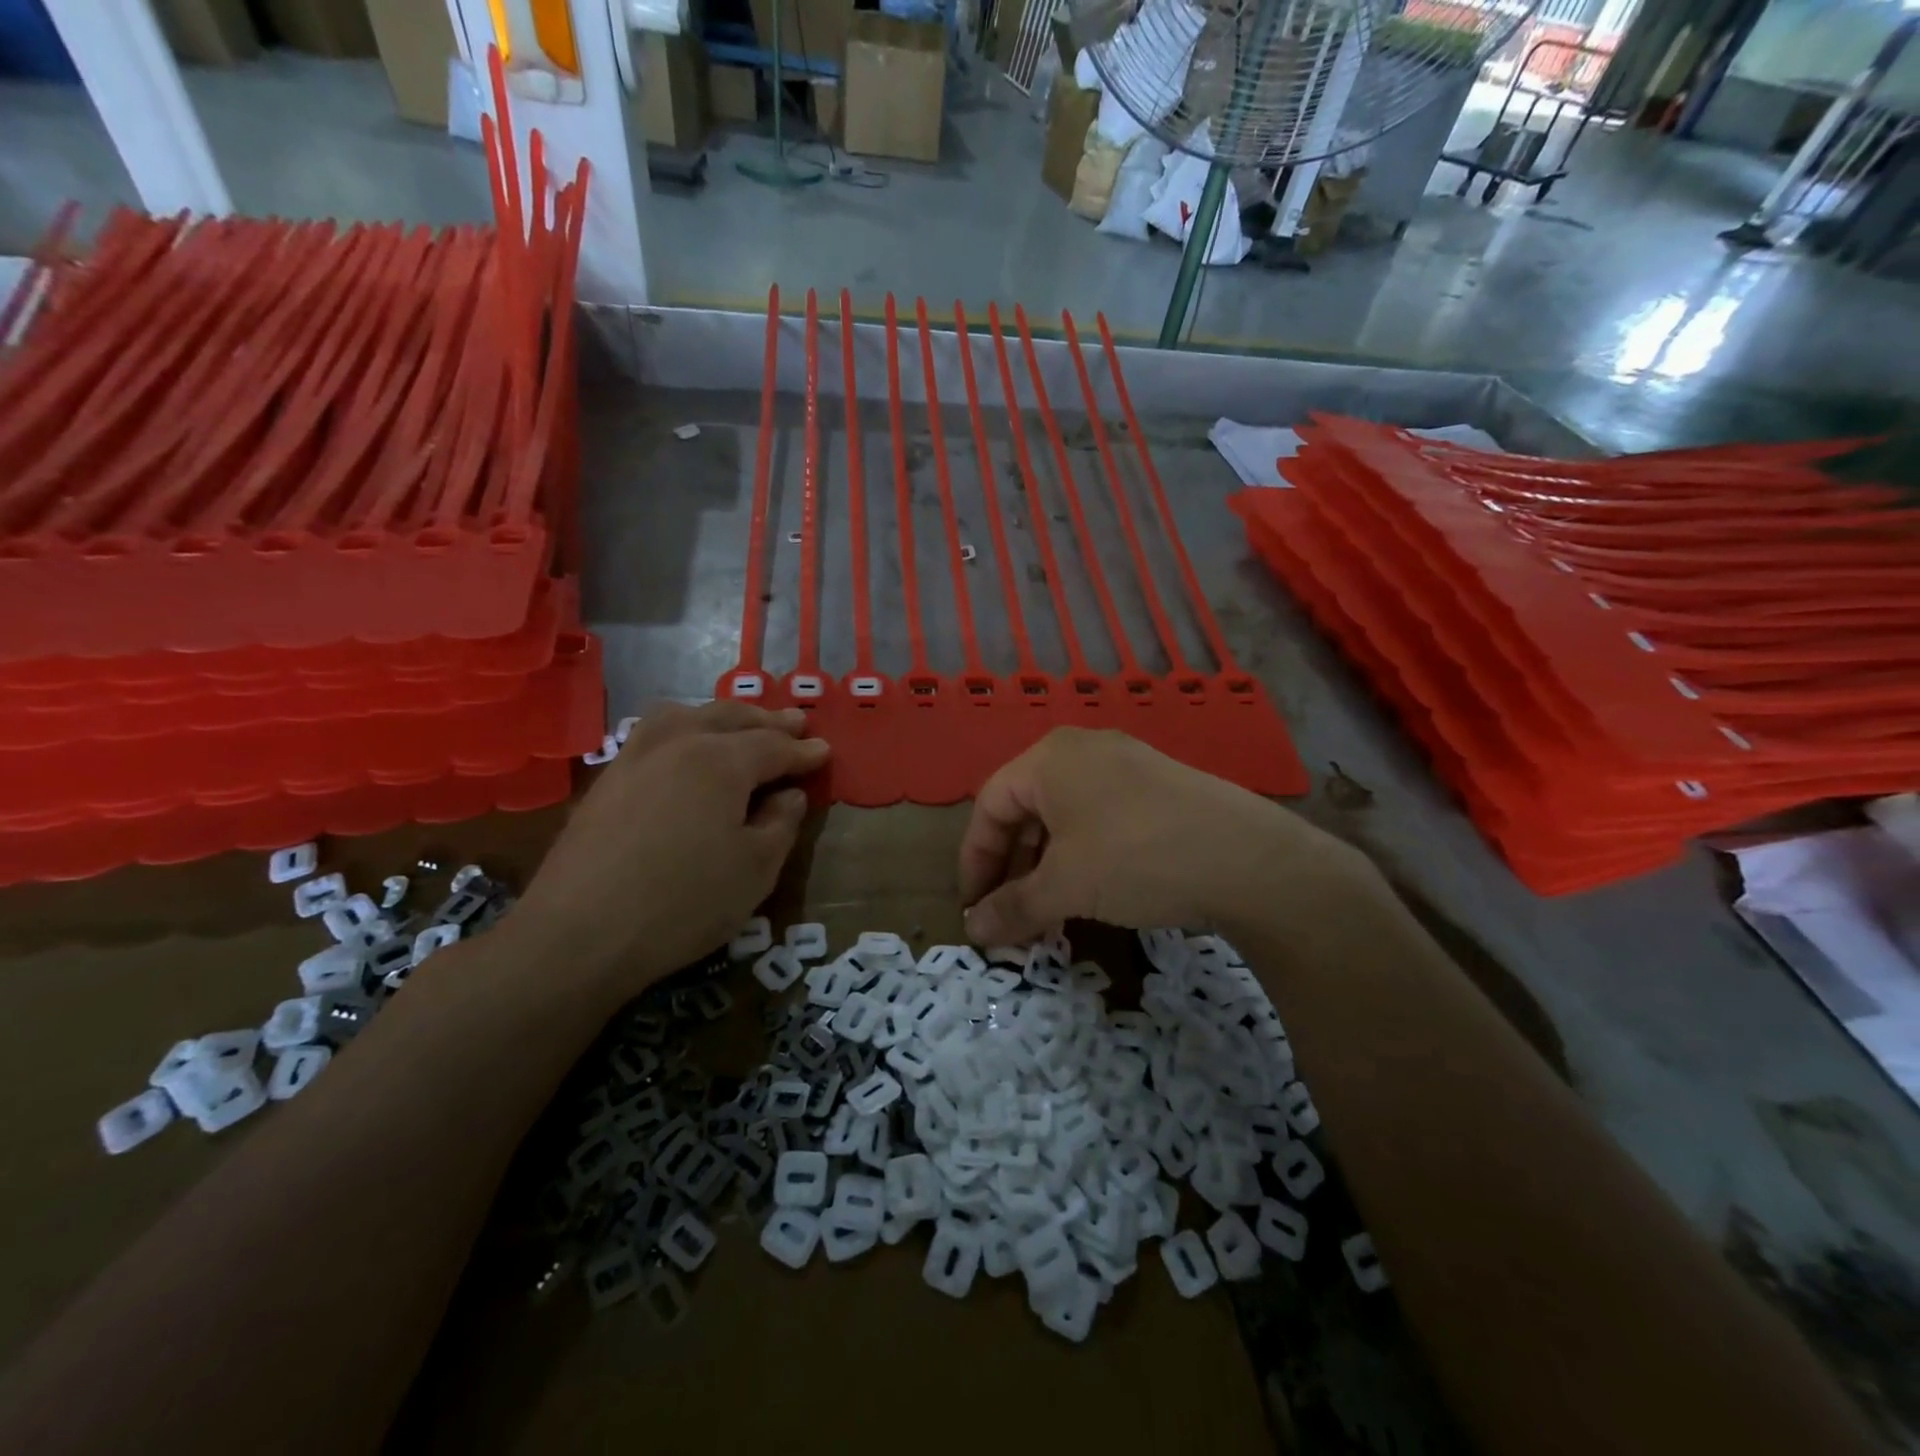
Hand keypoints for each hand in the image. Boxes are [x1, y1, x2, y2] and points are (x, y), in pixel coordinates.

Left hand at [511, 702, 828, 998]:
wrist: (579, 935)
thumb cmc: (684, 902)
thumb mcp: (756, 869)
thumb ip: (781, 823)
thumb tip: (788, 795)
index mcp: (721, 760)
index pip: (773, 746)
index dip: (803, 751)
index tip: (825, 751)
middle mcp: (677, 743)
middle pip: (730, 718)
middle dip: (768, 720)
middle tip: (796, 722)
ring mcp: (635, 757)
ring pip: (685, 715)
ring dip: (722, 716)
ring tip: (740, 725)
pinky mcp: (607, 780)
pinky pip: (654, 733)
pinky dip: (683, 728)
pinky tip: (685, 747)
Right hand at [958, 728, 1368, 944]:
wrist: (1248, 859)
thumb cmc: (1135, 858)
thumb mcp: (1065, 887)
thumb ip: (1012, 907)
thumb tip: (973, 931)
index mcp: (1049, 758)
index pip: (990, 806)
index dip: (975, 860)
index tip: (974, 907)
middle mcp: (1084, 749)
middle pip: (1026, 808)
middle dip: (1012, 866)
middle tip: (1011, 914)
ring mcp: (1127, 763)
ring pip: (1065, 816)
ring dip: (1047, 866)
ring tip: (1050, 911)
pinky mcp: (1159, 786)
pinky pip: (1101, 817)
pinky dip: (1084, 855)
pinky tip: (1095, 892)